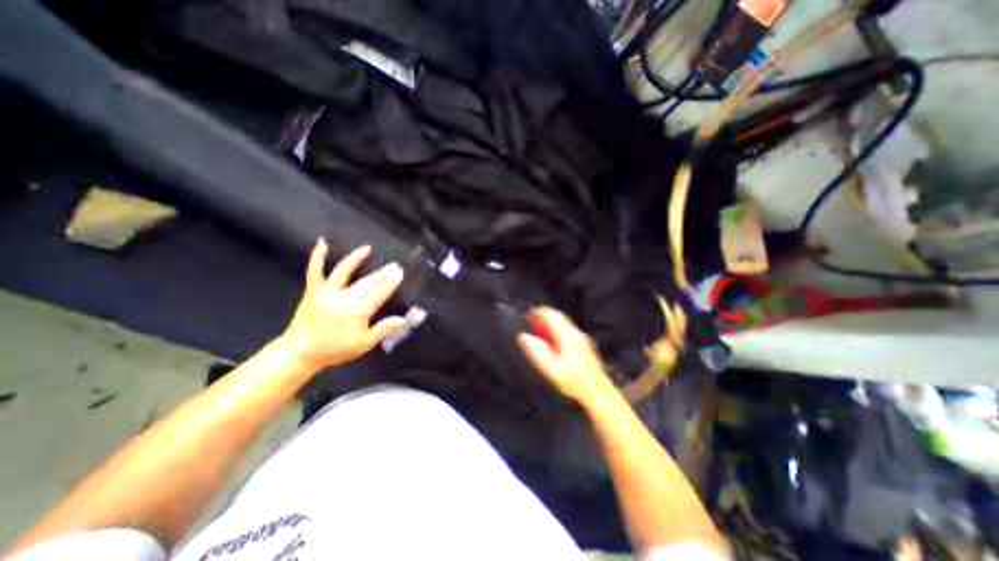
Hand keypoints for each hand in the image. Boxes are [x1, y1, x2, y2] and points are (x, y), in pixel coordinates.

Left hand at [278, 240, 402, 367]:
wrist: (301, 352)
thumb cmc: (335, 349)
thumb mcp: (364, 344)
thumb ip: (383, 329)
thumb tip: (402, 319)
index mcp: (357, 311)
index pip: (379, 293)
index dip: (390, 283)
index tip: (399, 273)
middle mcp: (344, 298)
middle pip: (367, 282)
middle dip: (382, 273)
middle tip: (394, 265)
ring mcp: (327, 292)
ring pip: (344, 271)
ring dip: (356, 258)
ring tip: (367, 248)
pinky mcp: (313, 291)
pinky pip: (315, 271)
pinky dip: (318, 256)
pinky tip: (322, 242)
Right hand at [520, 310, 620, 405]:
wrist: (596, 392)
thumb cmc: (574, 381)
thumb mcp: (550, 367)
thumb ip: (536, 350)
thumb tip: (523, 337)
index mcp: (568, 335)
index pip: (551, 315)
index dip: (538, 313)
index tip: (528, 315)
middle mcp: (576, 334)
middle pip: (558, 318)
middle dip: (544, 318)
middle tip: (532, 321)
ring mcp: (582, 339)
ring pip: (563, 325)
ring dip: (550, 326)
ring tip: (539, 330)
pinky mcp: (584, 347)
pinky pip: (567, 333)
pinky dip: (556, 333)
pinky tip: (552, 342)